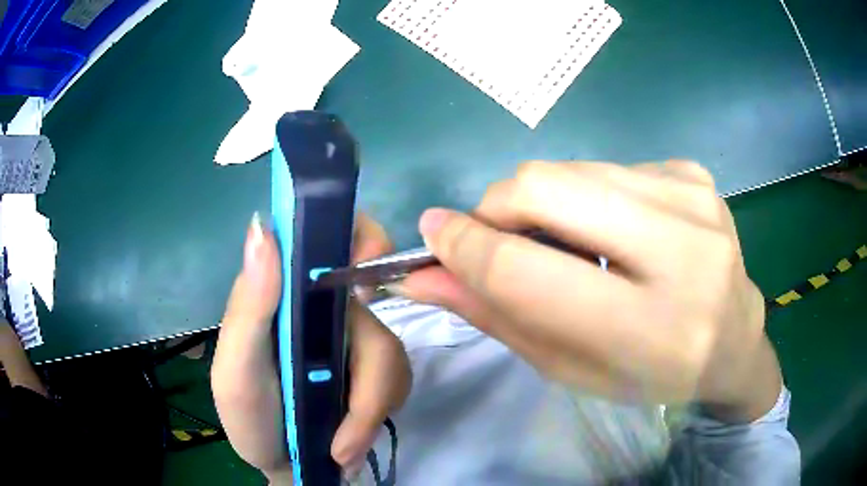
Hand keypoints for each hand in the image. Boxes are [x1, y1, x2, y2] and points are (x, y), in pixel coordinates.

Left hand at [211, 213, 411, 483]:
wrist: (286, 463)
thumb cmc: (251, 419)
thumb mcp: (236, 372)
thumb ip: (248, 309)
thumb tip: (263, 228)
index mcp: (284, 291)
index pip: (328, 233)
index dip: (358, 235)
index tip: (366, 275)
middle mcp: (322, 304)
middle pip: (376, 308)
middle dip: (370, 369)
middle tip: (356, 416)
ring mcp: (353, 336)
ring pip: (389, 349)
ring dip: (370, 407)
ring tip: (341, 445)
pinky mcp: (374, 367)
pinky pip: (399, 375)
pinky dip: (379, 411)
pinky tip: (353, 436)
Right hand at [399, 161, 780, 421]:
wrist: (734, 343)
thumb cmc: (650, 375)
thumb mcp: (572, 368)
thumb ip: (498, 316)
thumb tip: (425, 274)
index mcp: (651, 330)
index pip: (529, 270)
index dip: (466, 247)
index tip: (433, 235)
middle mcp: (683, 253)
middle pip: (546, 186)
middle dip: (498, 207)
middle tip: (498, 236)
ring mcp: (695, 200)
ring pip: (572, 167)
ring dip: (546, 202)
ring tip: (568, 241)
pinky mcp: (694, 173)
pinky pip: (609, 167)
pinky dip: (591, 195)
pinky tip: (617, 230)